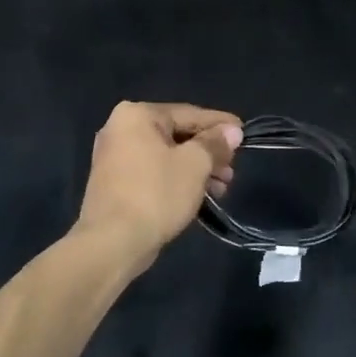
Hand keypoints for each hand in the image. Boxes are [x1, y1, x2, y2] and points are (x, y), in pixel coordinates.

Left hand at [75, 102, 242, 272]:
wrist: (111, 243)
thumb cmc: (155, 194)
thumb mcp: (194, 164)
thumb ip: (215, 143)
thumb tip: (232, 131)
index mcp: (137, 115)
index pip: (189, 113)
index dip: (220, 124)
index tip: (244, 131)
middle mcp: (121, 128)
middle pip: (177, 134)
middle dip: (209, 152)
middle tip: (232, 169)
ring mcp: (114, 156)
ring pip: (166, 155)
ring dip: (196, 169)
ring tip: (222, 188)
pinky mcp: (114, 182)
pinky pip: (154, 171)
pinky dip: (176, 179)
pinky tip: (198, 195)